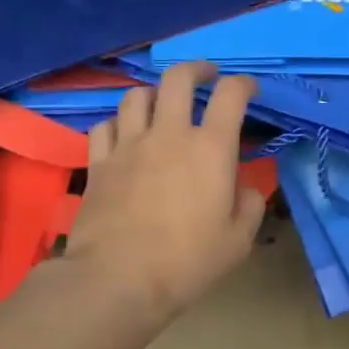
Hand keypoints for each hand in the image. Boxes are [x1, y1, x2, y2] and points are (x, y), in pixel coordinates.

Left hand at [62, 61, 268, 324]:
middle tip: (206, 77)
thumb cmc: (187, 263)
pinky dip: (118, 123)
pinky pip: (104, 126)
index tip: (249, 89)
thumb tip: (244, 187)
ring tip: (161, 104)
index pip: (230, 96)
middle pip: (178, 78)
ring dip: (154, 93)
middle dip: (196, 69)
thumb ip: (249, 206)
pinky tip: (124, 134)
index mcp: (210, 149)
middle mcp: (168, 135)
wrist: (119, 279)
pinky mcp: (99, 163)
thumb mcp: (237, 242)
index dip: (243, 84)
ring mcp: (128, 146)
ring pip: (137, 96)